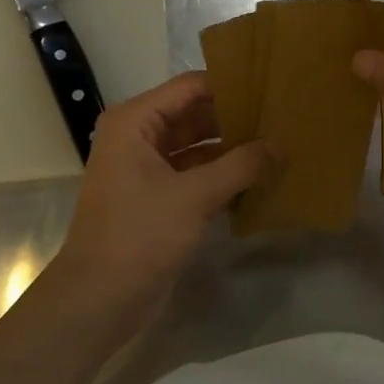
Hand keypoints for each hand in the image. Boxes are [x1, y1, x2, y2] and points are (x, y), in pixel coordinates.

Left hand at [49, 72, 273, 316]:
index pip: (190, 87)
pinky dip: (224, 176)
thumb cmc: (140, 235)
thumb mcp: (195, 196)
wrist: (99, 299)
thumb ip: (241, 166)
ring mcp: (148, 169)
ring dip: (233, 149)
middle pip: (195, 115)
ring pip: (199, 147)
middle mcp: (139, 138)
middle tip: (283, 116)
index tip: (272, 86)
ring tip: (280, 144)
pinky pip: (197, 175)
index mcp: (135, 122)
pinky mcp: (158, 198)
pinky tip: (261, 179)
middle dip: (236, 118)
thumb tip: (280, 146)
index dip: (230, 84)